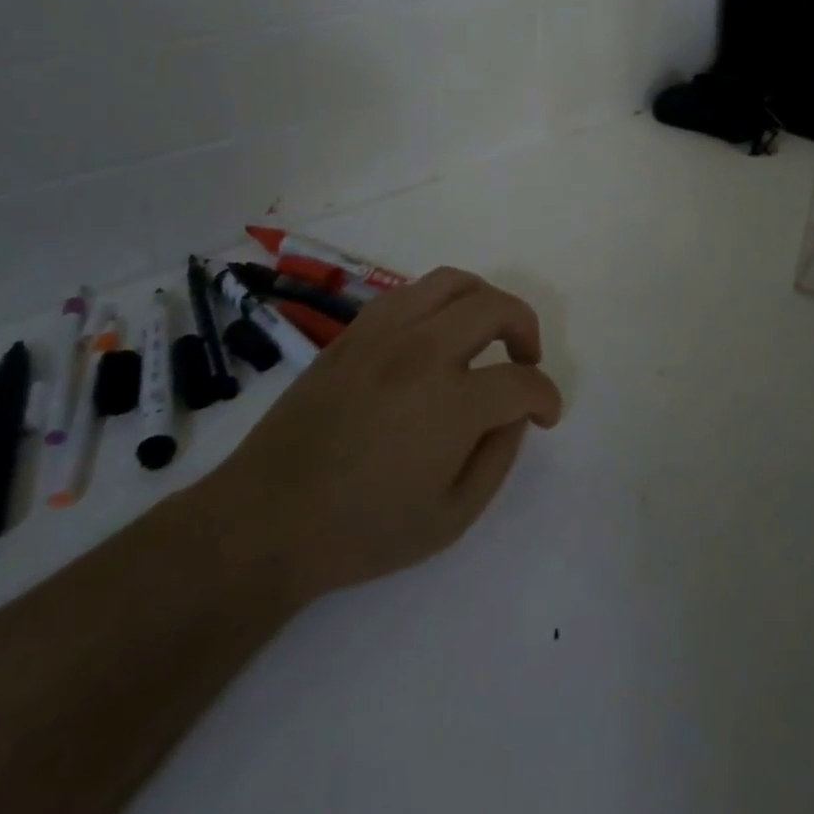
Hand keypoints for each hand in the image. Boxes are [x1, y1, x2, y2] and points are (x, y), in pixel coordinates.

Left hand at [217, 267, 562, 604]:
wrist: (267, 519)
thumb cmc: (362, 530)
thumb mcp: (451, 518)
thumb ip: (498, 458)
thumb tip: (514, 414)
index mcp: (451, 404)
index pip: (521, 381)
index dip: (545, 396)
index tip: (546, 413)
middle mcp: (423, 353)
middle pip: (496, 308)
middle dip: (527, 329)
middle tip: (526, 360)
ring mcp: (384, 334)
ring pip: (453, 283)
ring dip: (485, 302)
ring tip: (488, 333)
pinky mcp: (354, 332)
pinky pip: (410, 292)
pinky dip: (439, 302)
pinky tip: (436, 334)